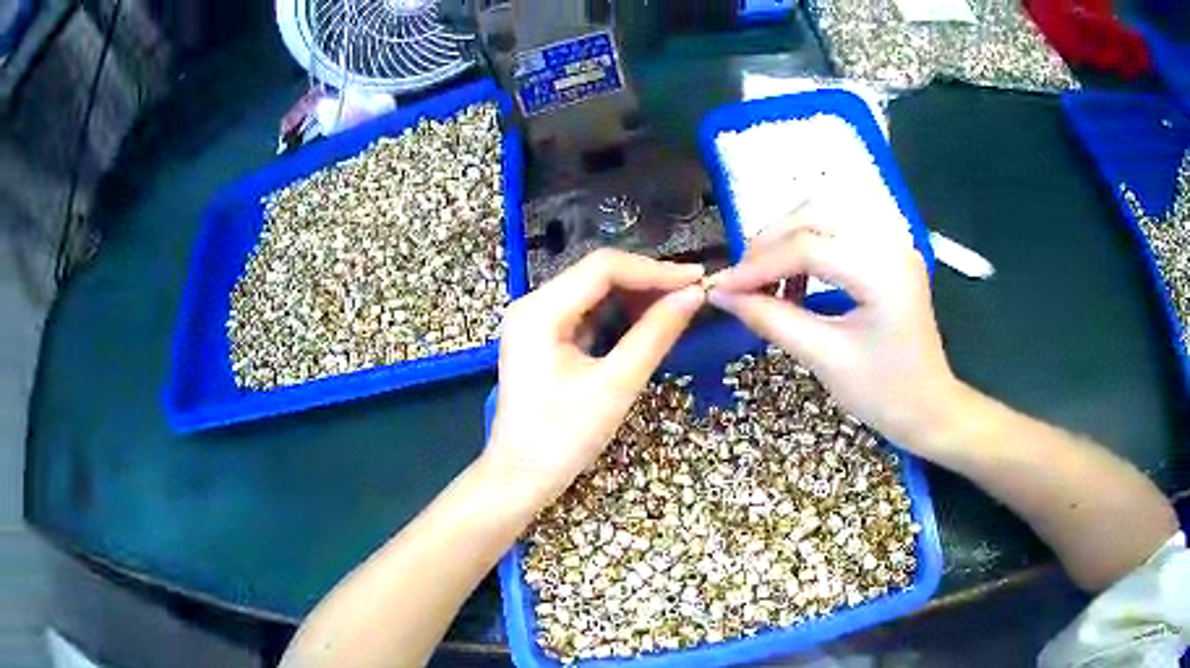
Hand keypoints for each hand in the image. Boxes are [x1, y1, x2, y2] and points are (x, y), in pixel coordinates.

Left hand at [483, 249, 704, 510]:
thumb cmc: (563, 438)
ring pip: (593, 293)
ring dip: (635, 297)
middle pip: (596, 275)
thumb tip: (694, 296)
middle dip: (646, 281)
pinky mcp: (543, 339)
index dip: (654, 270)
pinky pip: (586, 314)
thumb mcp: (615, 385)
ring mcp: (535, 322)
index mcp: (539, 311)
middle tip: (693, 293)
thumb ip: (654, 335)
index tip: (698, 279)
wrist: (520, 478)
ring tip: (678, 305)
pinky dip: (618, 316)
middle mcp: (532, 305)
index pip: (603, 268)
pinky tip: (648, 322)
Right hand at [708, 221, 957, 448]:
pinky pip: (839, 226)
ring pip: (824, 212)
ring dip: (787, 235)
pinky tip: (796, 272)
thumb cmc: (884, 393)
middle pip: (814, 215)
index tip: (722, 287)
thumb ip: (772, 319)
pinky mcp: (889, 249)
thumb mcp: (825, 359)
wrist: (929, 406)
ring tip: (764, 273)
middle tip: (741, 278)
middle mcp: (891, 242)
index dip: (759, 265)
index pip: (808, 248)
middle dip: (769, 242)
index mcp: (883, 272)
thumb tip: (721, 295)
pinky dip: (808, 240)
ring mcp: (893, 241)